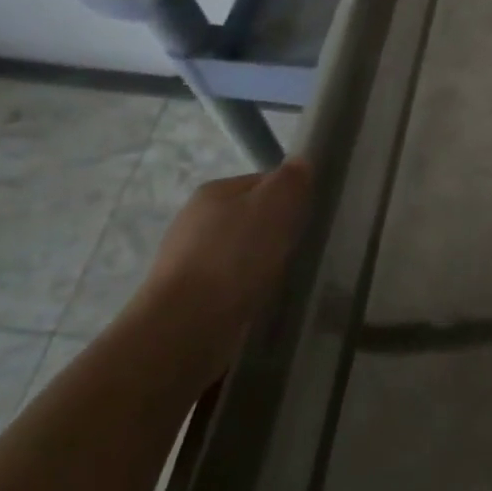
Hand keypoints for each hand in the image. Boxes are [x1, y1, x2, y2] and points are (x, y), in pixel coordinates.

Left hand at [136, 159, 313, 382]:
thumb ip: (291, 179)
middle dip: (274, 233)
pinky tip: (258, 301)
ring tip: (282, 280)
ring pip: (239, 253)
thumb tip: (300, 162)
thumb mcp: (275, 205)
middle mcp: (194, 220)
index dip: (289, 197)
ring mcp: (186, 261)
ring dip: (260, 264)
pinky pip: (228, 285)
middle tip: (299, 250)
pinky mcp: (185, 297)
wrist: (183, 327)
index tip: (307, 218)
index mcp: (214, 192)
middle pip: (250, 217)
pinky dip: (245, 290)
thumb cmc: (234, 257)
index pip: (263, 182)